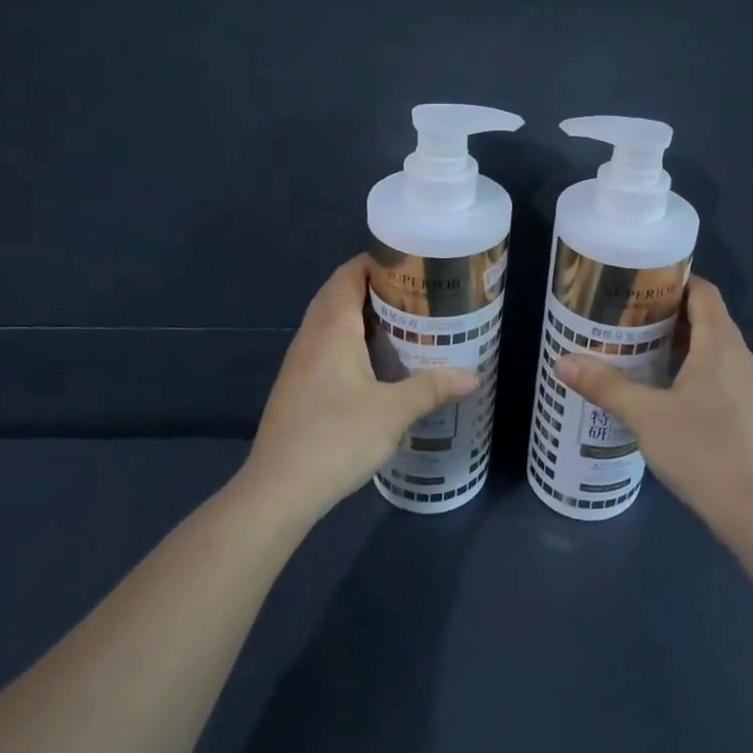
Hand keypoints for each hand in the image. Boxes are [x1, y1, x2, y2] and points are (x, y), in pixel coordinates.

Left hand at [238, 256, 478, 521]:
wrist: (279, 489)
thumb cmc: (337, 438)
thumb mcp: (393, 412)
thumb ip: (432, 388)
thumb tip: (473, 376)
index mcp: (331, 329)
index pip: (348, 275)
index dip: (377, 262)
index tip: (412, 264)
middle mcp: (311, 337)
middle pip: (339, 294)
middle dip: (374, 288)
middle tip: (416, 294)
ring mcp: (299, 363)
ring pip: (330, 323)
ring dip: (362, 316)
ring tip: (403, 323)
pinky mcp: (298, 387)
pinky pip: (326, 346)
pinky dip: (351, 340)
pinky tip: (376, 363)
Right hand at [554, 276, 752, 529]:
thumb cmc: (702, 449)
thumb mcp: (646, 416)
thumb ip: (605, 386)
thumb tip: (563, 361)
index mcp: (719, 344)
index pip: (702, 292)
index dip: (673, 279)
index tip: (636, 281)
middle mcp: (737, 357)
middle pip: (704, 317)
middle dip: (665, 311)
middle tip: (622, 314)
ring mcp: (744, 386)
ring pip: (709, 347)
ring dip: (674, 341)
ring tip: (632, 345)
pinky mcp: (742, 411)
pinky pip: (713, 372)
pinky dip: (686, 366)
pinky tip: (656, 386)